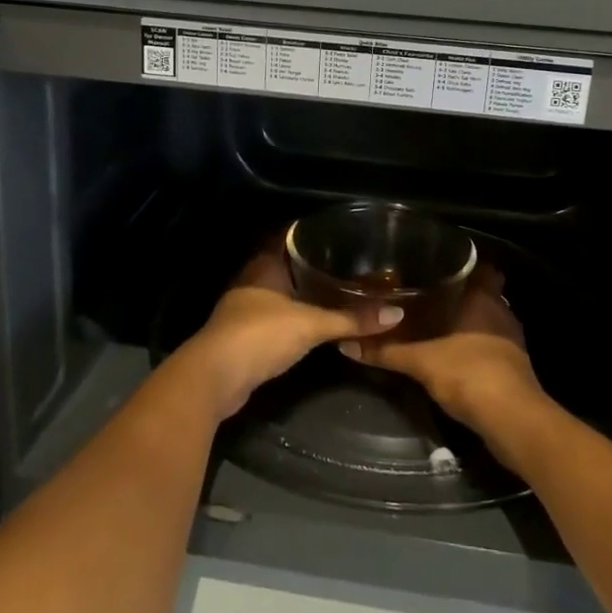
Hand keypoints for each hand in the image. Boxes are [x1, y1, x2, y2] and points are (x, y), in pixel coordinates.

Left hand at [178, 241, 406, 420]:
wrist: (215, 378)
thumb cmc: (260, 335)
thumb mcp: (310, 324)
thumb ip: (351, 319)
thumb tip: (396, 314)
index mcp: (264, 265)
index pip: (288, 238)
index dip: (310, 235)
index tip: (339, 234)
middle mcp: (253, 281)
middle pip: (286, 266)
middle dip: (312, 267)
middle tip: (348, 265)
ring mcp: (246, 309)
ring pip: (281, 294)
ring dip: (304, 295)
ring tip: (338, 292)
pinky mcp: (246, 337)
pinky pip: (277, 318)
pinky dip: (295, 319)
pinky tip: (315, 323)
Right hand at [338, 264, 546, 439]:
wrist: (512, 421)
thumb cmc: (469, 374)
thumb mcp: (421, 362)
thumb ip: (386, 351)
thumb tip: (347, 343)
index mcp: (484, 298)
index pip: (481, 268)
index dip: (464, 265)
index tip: (438, 265)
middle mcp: (501, 312)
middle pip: (484, 293)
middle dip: (461, 294)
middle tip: (428, 294)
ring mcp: (511, 340)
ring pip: (488, 320)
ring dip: (468, 322)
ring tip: (436, 322)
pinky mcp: (514, 366)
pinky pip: (491, 344)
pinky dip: (474, 345)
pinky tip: (452, 353)